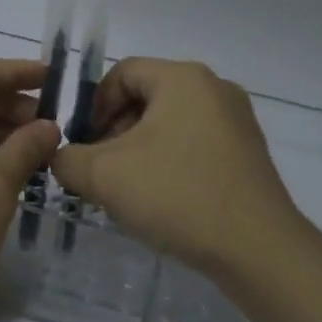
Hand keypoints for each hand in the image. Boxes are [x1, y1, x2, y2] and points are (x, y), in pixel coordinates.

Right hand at [50, 58, 303, 275]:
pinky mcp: (248, 152)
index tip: (84, 145)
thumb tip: (64, 157)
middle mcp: (214, 88)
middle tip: (101, 169)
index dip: (94, 105)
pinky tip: (163, 199)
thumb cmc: (177, 195)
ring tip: (129, 189)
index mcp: (183, 78)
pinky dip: (171, 161)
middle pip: (148, 96)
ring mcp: (237, 120)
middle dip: (116, 130)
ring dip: (141, 149)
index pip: (123, 73)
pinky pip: (196, 143)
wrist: (258, 248)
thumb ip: (69, 159)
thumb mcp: (105, 176)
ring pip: (171, 122)